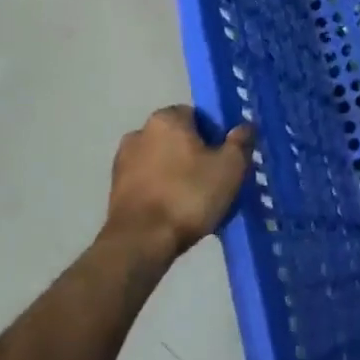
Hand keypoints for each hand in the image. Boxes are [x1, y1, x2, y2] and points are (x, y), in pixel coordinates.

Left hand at [102, 106, 253, 267]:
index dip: (215, 135)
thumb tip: (245, 127)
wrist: (141, 243)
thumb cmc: (189, 195)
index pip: (197, 116)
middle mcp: (139, 133)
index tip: (225, 158)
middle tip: (214, 180)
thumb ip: (240, 142)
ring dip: (176, 174)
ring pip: (162, 162)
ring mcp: (122, 162)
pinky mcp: (114, 191)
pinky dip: (161, 191)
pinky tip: (176, 213)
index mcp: (166, 119)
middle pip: (178, 138)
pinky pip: (148, 183)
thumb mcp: (230, 167)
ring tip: (196, 201)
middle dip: (195, 155)